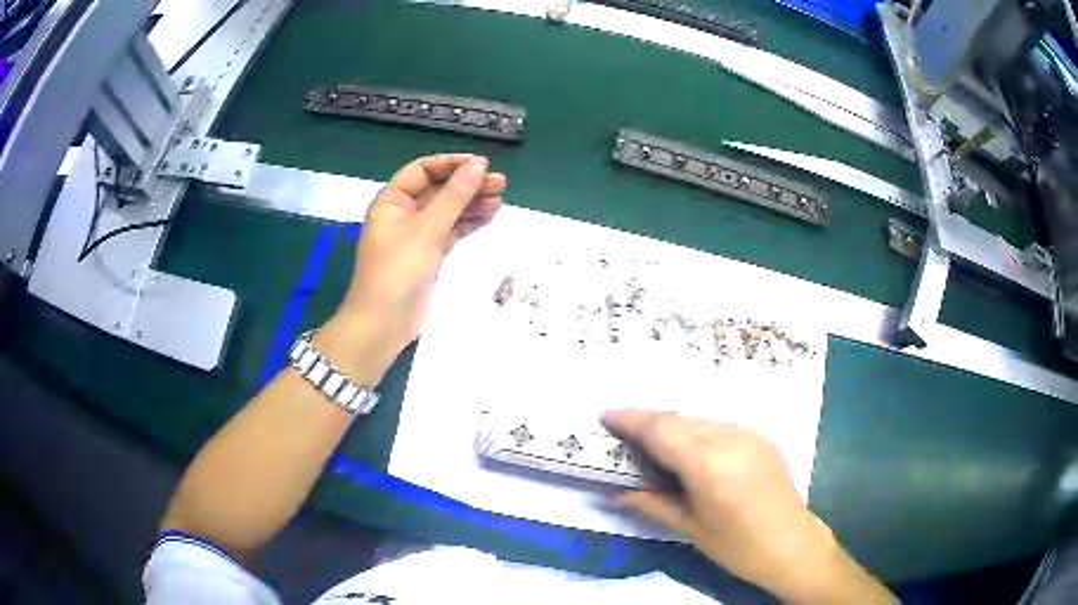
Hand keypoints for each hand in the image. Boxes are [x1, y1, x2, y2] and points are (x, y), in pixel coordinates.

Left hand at [316, 155, 504, 386]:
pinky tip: (489, 216)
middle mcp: (403, 213)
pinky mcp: (428, 255)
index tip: (481, 165)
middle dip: (467, 185)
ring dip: (471, 204)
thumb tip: (479, 164)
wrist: (382, 324)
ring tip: (500, 200)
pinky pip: (451, 231)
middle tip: (500, 184)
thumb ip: (454, 196)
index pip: (423, 170)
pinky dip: (468, 223)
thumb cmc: (397, 271)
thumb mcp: (427, 229)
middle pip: (438, 189)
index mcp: (392, 200)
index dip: (451, 164)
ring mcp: (416, 235)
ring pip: (448, 211)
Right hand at [601, 410, 892, 603]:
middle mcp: (730, 437)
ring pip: (698, 419)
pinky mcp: (759, 436)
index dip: (630, 420)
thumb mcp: (690, 529)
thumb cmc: (737, 547)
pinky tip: (686, 450)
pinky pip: (717, 425)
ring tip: (650, 443)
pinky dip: (694, 431)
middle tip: (621, 433)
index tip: (604, 415)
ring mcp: (748, 433)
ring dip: (671, 425)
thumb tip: (612, 494)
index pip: (661, 429)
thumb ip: (651, 504)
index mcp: (709, 464)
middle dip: (647, 421)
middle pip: (678, 418)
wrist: (792, 544)